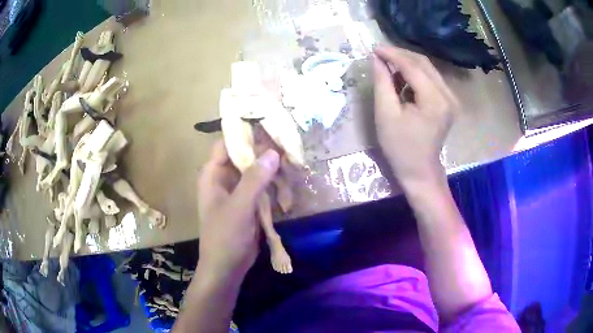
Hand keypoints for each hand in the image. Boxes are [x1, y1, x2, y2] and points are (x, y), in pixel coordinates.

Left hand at [197, 140, 279, 279]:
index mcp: (213, 175)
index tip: (269, 126)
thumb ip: (254, 180)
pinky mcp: (249, 203)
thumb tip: (273, 152)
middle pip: (245, 156)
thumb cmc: (225, 238)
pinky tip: (288, 188)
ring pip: (256, 171)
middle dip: (265, 153)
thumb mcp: (239, 208)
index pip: (227, 143)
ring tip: (292, 168)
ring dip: (273, 171)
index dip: (246, 133)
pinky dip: (274, 186)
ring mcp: (237, 191)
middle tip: (288, 148)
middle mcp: (224, 178)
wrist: (226, 268)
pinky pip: (262, 187)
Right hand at [373, 45, 457, 188]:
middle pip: (423, 63)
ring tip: (388, 67)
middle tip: (380, 54)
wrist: (419, 170)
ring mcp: (451, 98)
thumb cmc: (400, 147)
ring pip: (428, 69)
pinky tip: (402, 80)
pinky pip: (431, 79)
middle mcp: (448, 95)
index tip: (374, 48)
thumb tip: (377, 59)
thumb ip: (382, 83)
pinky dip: (415, 75)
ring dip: (407, 64)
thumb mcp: (386, 114)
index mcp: (434, 100)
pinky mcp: (449, 102)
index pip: (413, 66)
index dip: (392, 54)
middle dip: (400, 55)